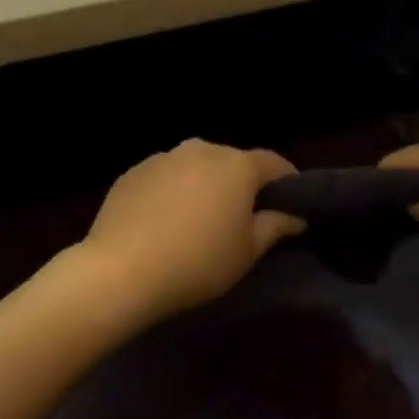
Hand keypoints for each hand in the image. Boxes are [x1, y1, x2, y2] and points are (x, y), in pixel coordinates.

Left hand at [80, 140, 304, 323]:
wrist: (122, 270)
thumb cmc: (198, 261)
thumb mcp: (247, 251)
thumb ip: (276, 226)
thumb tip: (296, 215)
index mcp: (236, 165)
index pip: (273, 163)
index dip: (287, 181)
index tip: (292, 202)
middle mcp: (200, 149)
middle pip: (232, 162)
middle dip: (242, 184)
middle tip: (244, 216)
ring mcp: (163, 157)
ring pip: (196, 167)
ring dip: (205, 186)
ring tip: (201, 219)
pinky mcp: (133, 172)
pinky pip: (165, 178)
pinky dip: (173, 192)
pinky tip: (166, 221)